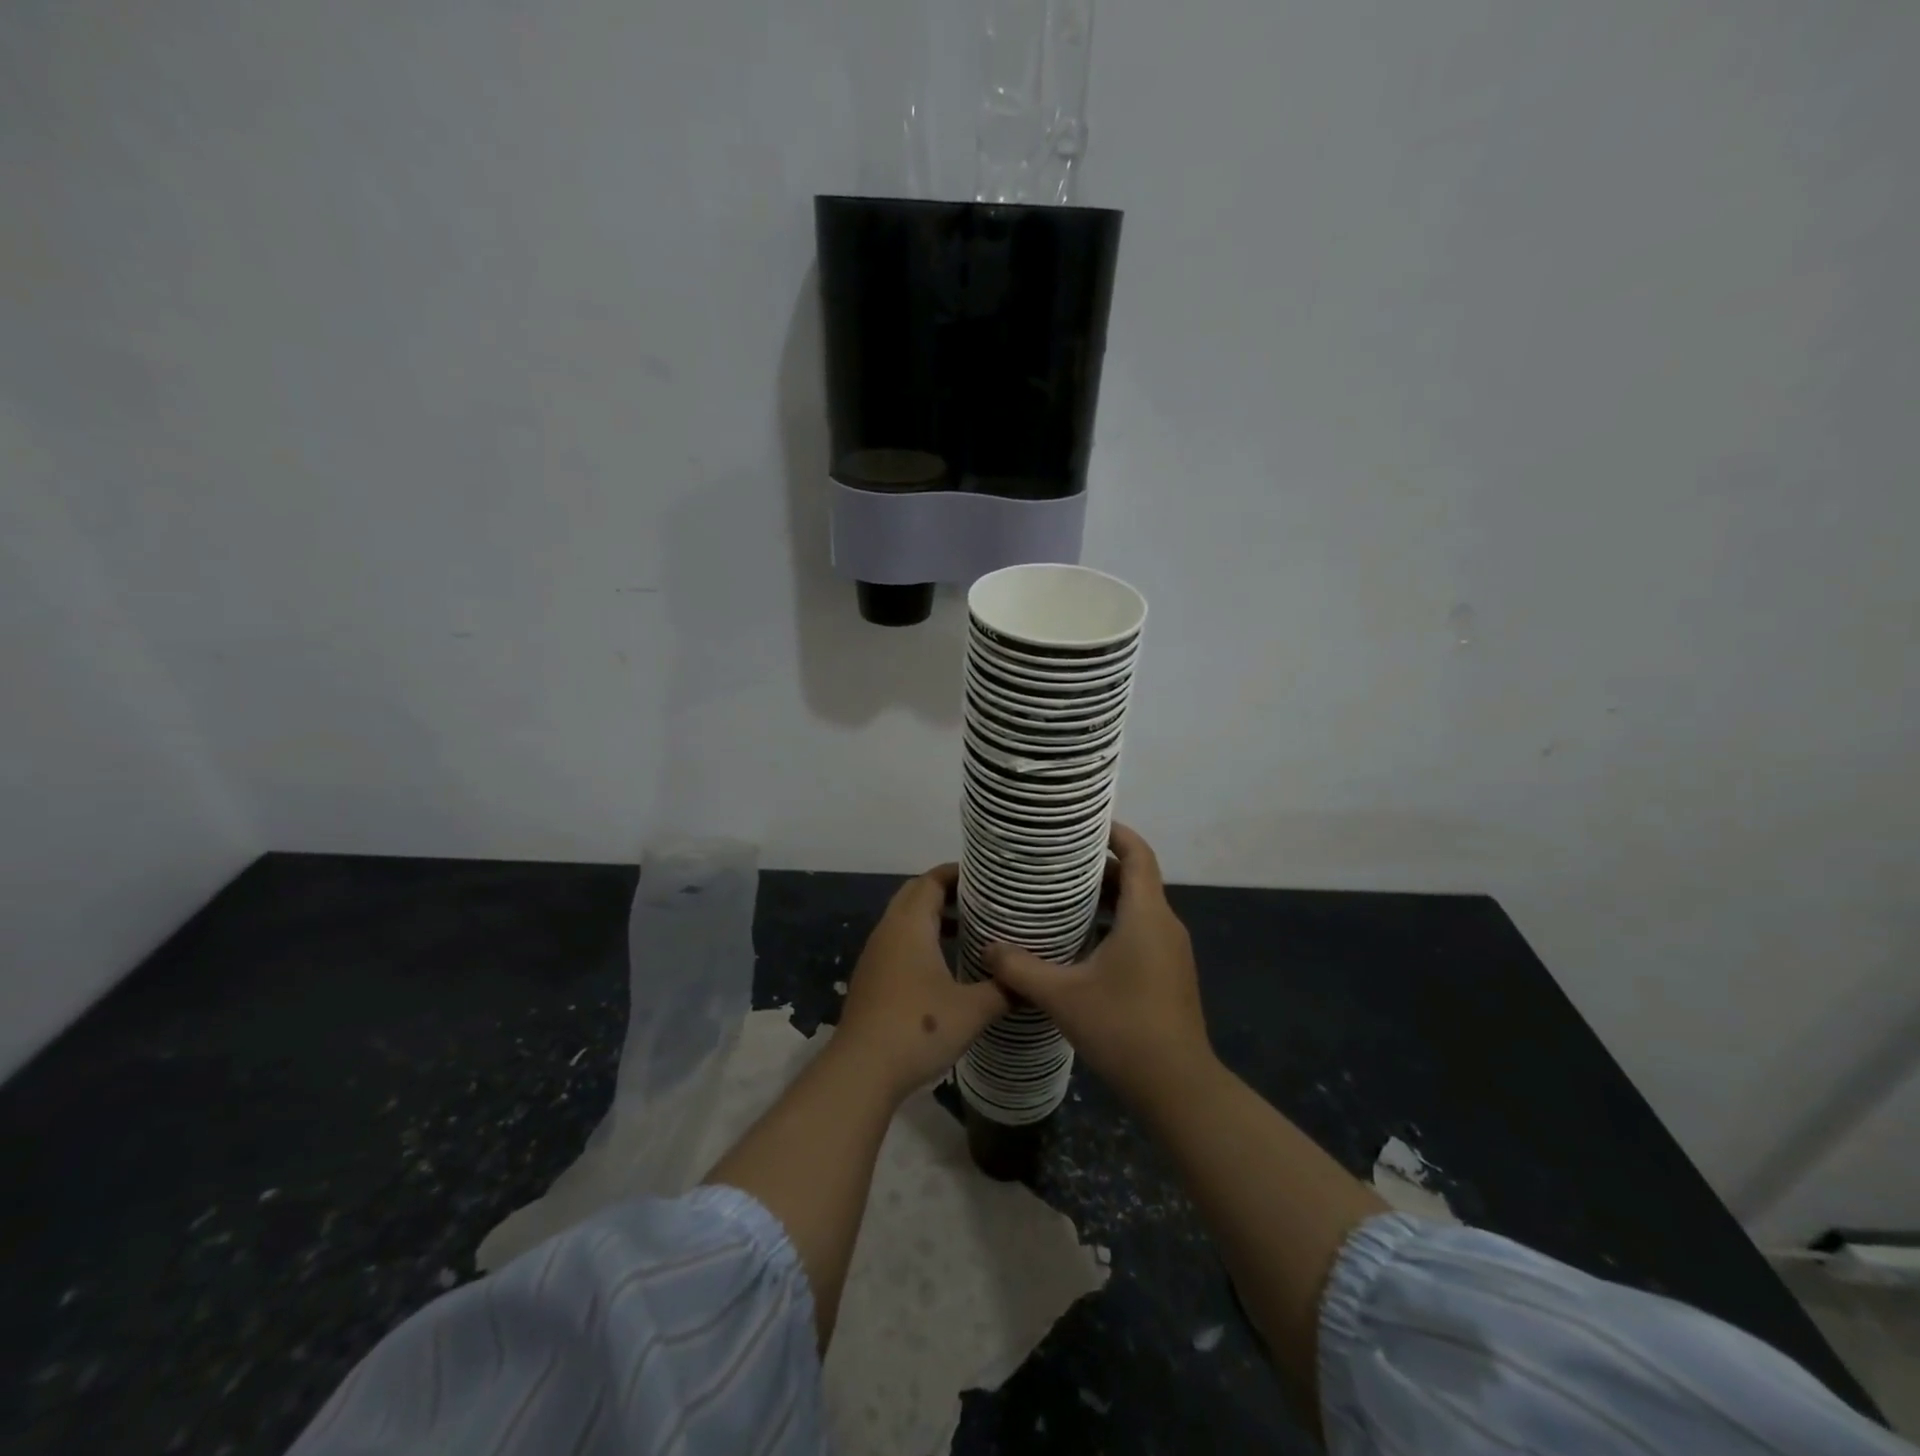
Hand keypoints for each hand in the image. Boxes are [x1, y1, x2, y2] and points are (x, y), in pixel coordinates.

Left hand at [835, 863, 1010, 1101]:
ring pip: (905, 921)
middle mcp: (889, 931)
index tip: (987, 878)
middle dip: (946, 892)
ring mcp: (876, 955)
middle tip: (982, 901)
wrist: (862, 1070)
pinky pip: (899, 944)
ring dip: (933, 918)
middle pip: (916, 894)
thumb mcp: (973, 1009)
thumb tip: (1029, 979)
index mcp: (910, 925)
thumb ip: (1004, 989)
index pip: (932, 880)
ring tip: (969, 931)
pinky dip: (922, 941)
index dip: (958, 873)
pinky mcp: (872, 979)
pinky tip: (945, 966)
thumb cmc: (919, 1028)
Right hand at [983, 824, 1212, 1115]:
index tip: (1083, 824)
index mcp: (1146, 915)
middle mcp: (1164, 925)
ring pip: (1138, 908)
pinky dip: (1113, 924)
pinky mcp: (1169, 974)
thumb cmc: (1123, 1028)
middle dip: (1098, 867)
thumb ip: (1020, 968)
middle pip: (1135, 878)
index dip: (1115, 832)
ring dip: (1104, 898)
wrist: (1178, 1087)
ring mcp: (1171, 951)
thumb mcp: (1062, 996)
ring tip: (1060, 898)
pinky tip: (1079, 944)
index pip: (1138, 854)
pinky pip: (1141, 931)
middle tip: (1055, 862)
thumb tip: (988, 947)